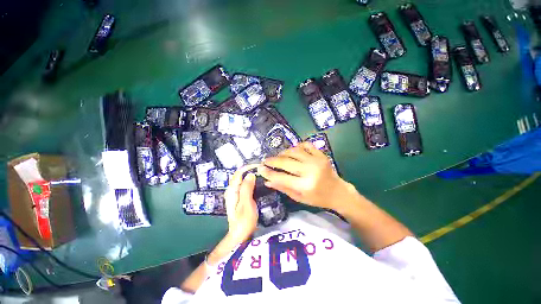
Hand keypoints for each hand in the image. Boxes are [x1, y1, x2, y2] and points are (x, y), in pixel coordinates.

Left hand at [223, 165, 258, 244]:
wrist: (240, 236)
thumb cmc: (244, 221)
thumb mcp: (246, 204)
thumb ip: (247, 188)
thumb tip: (250, 174)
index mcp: (232, 191)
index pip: (238, 173)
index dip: (248, 168)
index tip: (259, 166)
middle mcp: (231, 190)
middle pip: (239, 175)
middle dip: (249, 170)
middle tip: (262, 169)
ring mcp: (234, 194)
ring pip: (242, 180)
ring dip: (250, 175)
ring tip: (261, 173)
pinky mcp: (238, 198)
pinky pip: (244, 185)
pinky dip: (250, 181)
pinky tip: (257, 182)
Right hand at [258, 142, 351, 210]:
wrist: (338, 192)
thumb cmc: (318, 198)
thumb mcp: (299, 198)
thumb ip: (283, 188)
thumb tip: (268, 181)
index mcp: (305, 185)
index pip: (281, 177)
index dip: (268, 172)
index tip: (259, 169)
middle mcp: (310, 171)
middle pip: (286, 162)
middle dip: (272, 161)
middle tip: (265, 161)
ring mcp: (316, 160)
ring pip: (294, 151)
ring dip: (283, 153)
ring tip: (277, 156)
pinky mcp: (321, 154)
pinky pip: (305, 145)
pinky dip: (297, 146)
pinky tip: (292, 151)